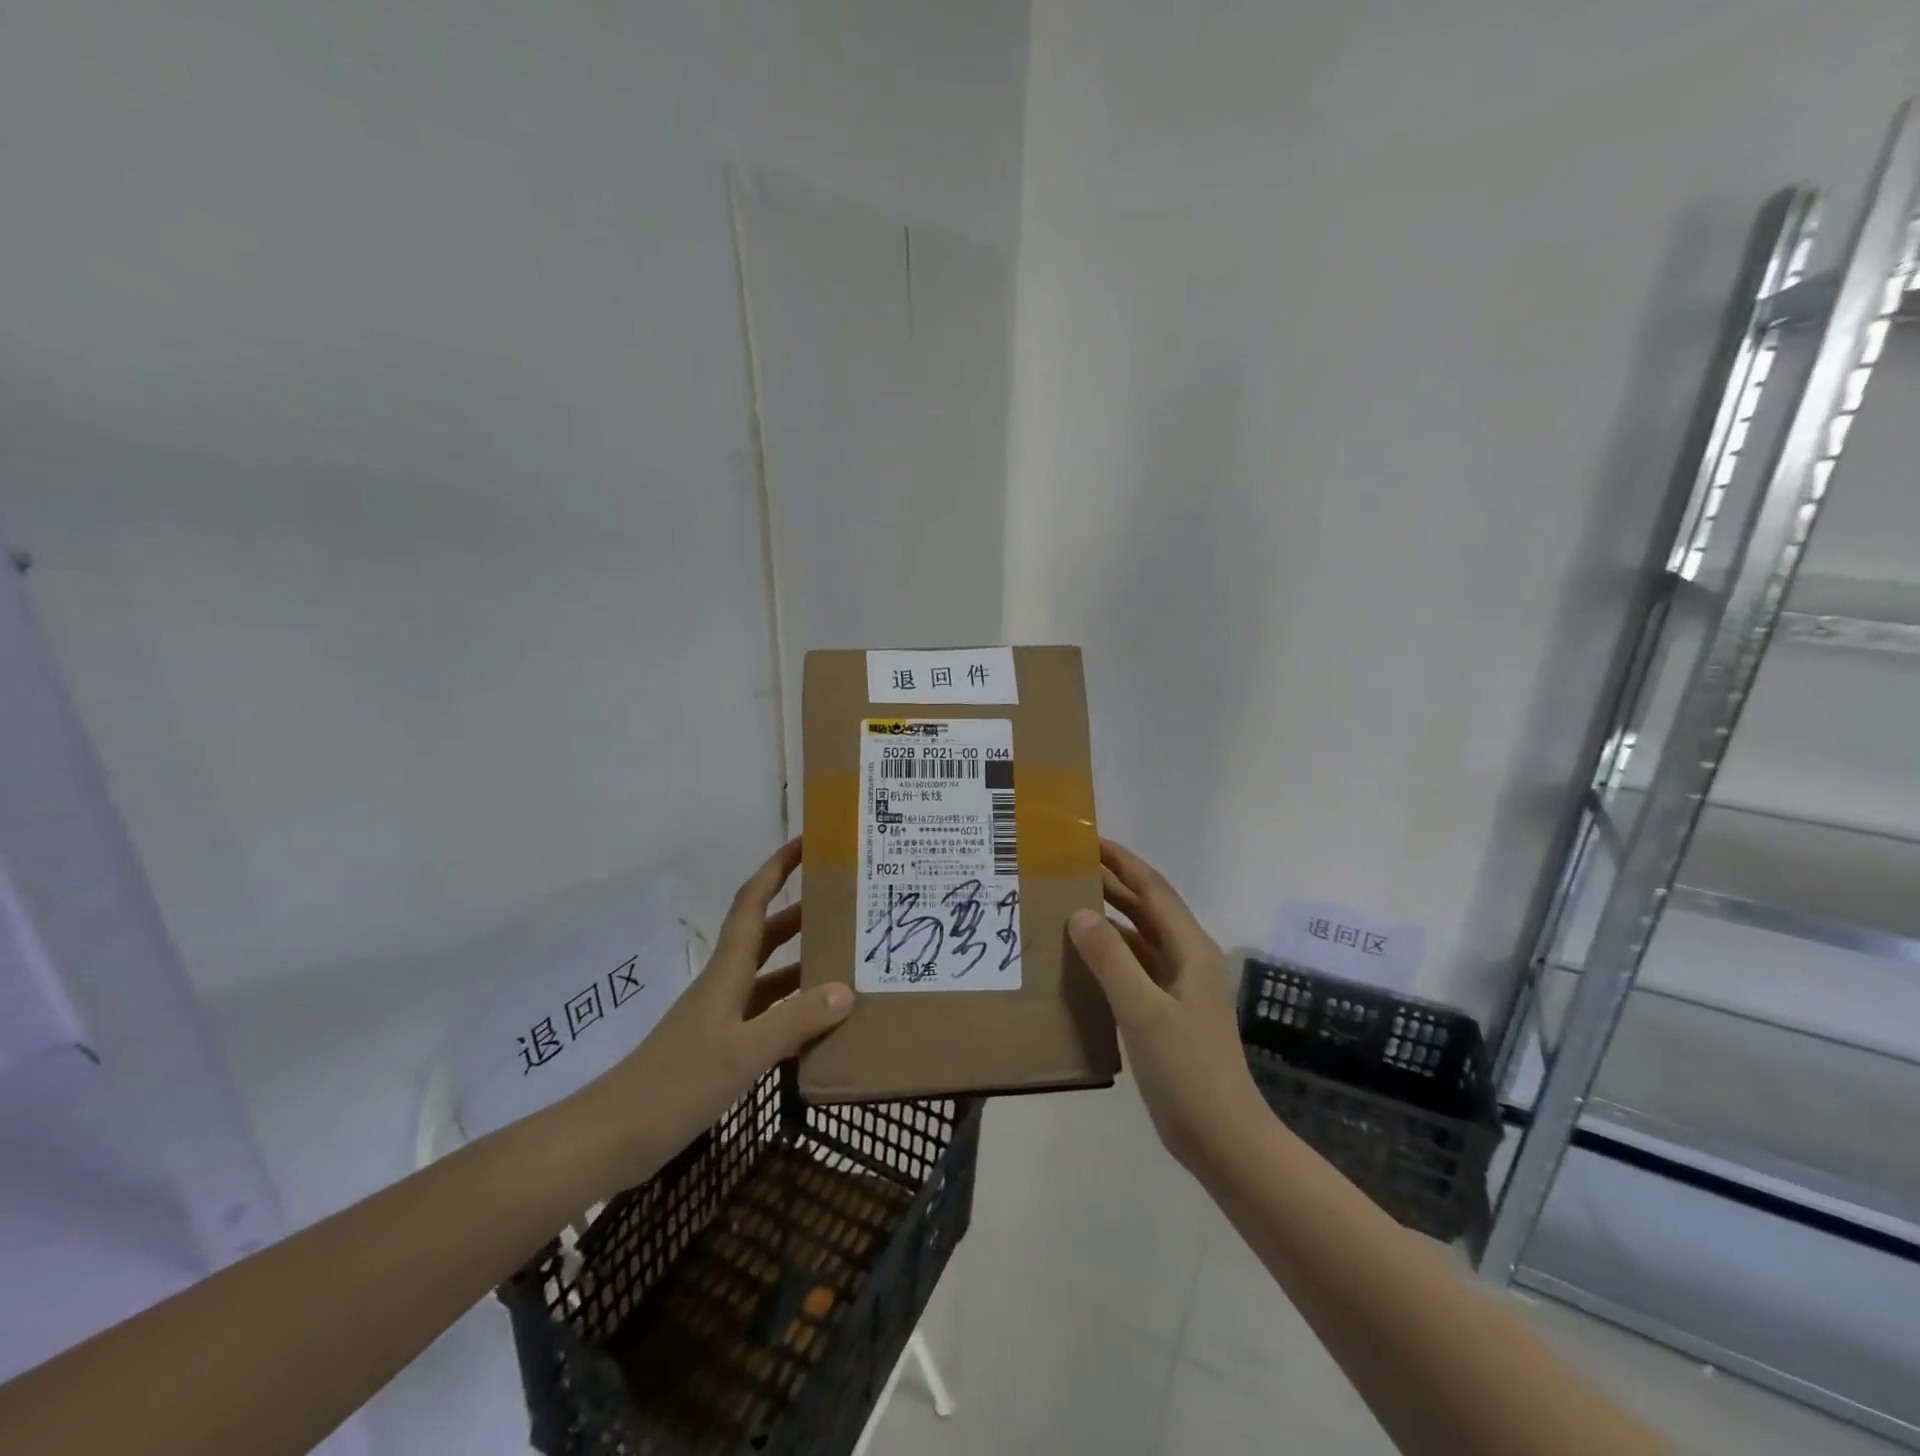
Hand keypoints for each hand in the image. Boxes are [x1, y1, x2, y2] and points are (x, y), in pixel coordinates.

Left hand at [571, 838, 853, 1190]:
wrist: (614, 1136)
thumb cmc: (676, 1083)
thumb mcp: (743, 1053)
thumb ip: (796, 1022)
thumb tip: (847, 989)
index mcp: (727, 971)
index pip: (753, 902)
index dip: (777, 868)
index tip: (808, 843)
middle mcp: (726, 984)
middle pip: (767, 935)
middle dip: (802, 913)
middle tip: (846, 903)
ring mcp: (723, 1018)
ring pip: (771, 977)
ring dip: (803, 963)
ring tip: (848, 959)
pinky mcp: (722, 1048)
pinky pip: (769, 1016)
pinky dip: (796, 1012)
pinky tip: (824, 1025)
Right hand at [1068, 839, 1267, 1177]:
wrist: (1223, 1139)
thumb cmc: (1188, 1070)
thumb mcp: (1144, 1011)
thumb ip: (1111, 959)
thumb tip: (1079, 911)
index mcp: (1190, 949)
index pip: (1152, 889)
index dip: (1122, 861)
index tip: (1086, 840)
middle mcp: (1186, 959)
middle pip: (1145, 909)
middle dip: (1110, 884)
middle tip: (1064, 868)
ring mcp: (1177, 987)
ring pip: (1138, 938)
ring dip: (1107, 919)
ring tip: (1063, 904)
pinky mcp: (1166, 1011)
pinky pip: (1133, 968)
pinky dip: (1108, 955)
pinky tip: (1078, 958)